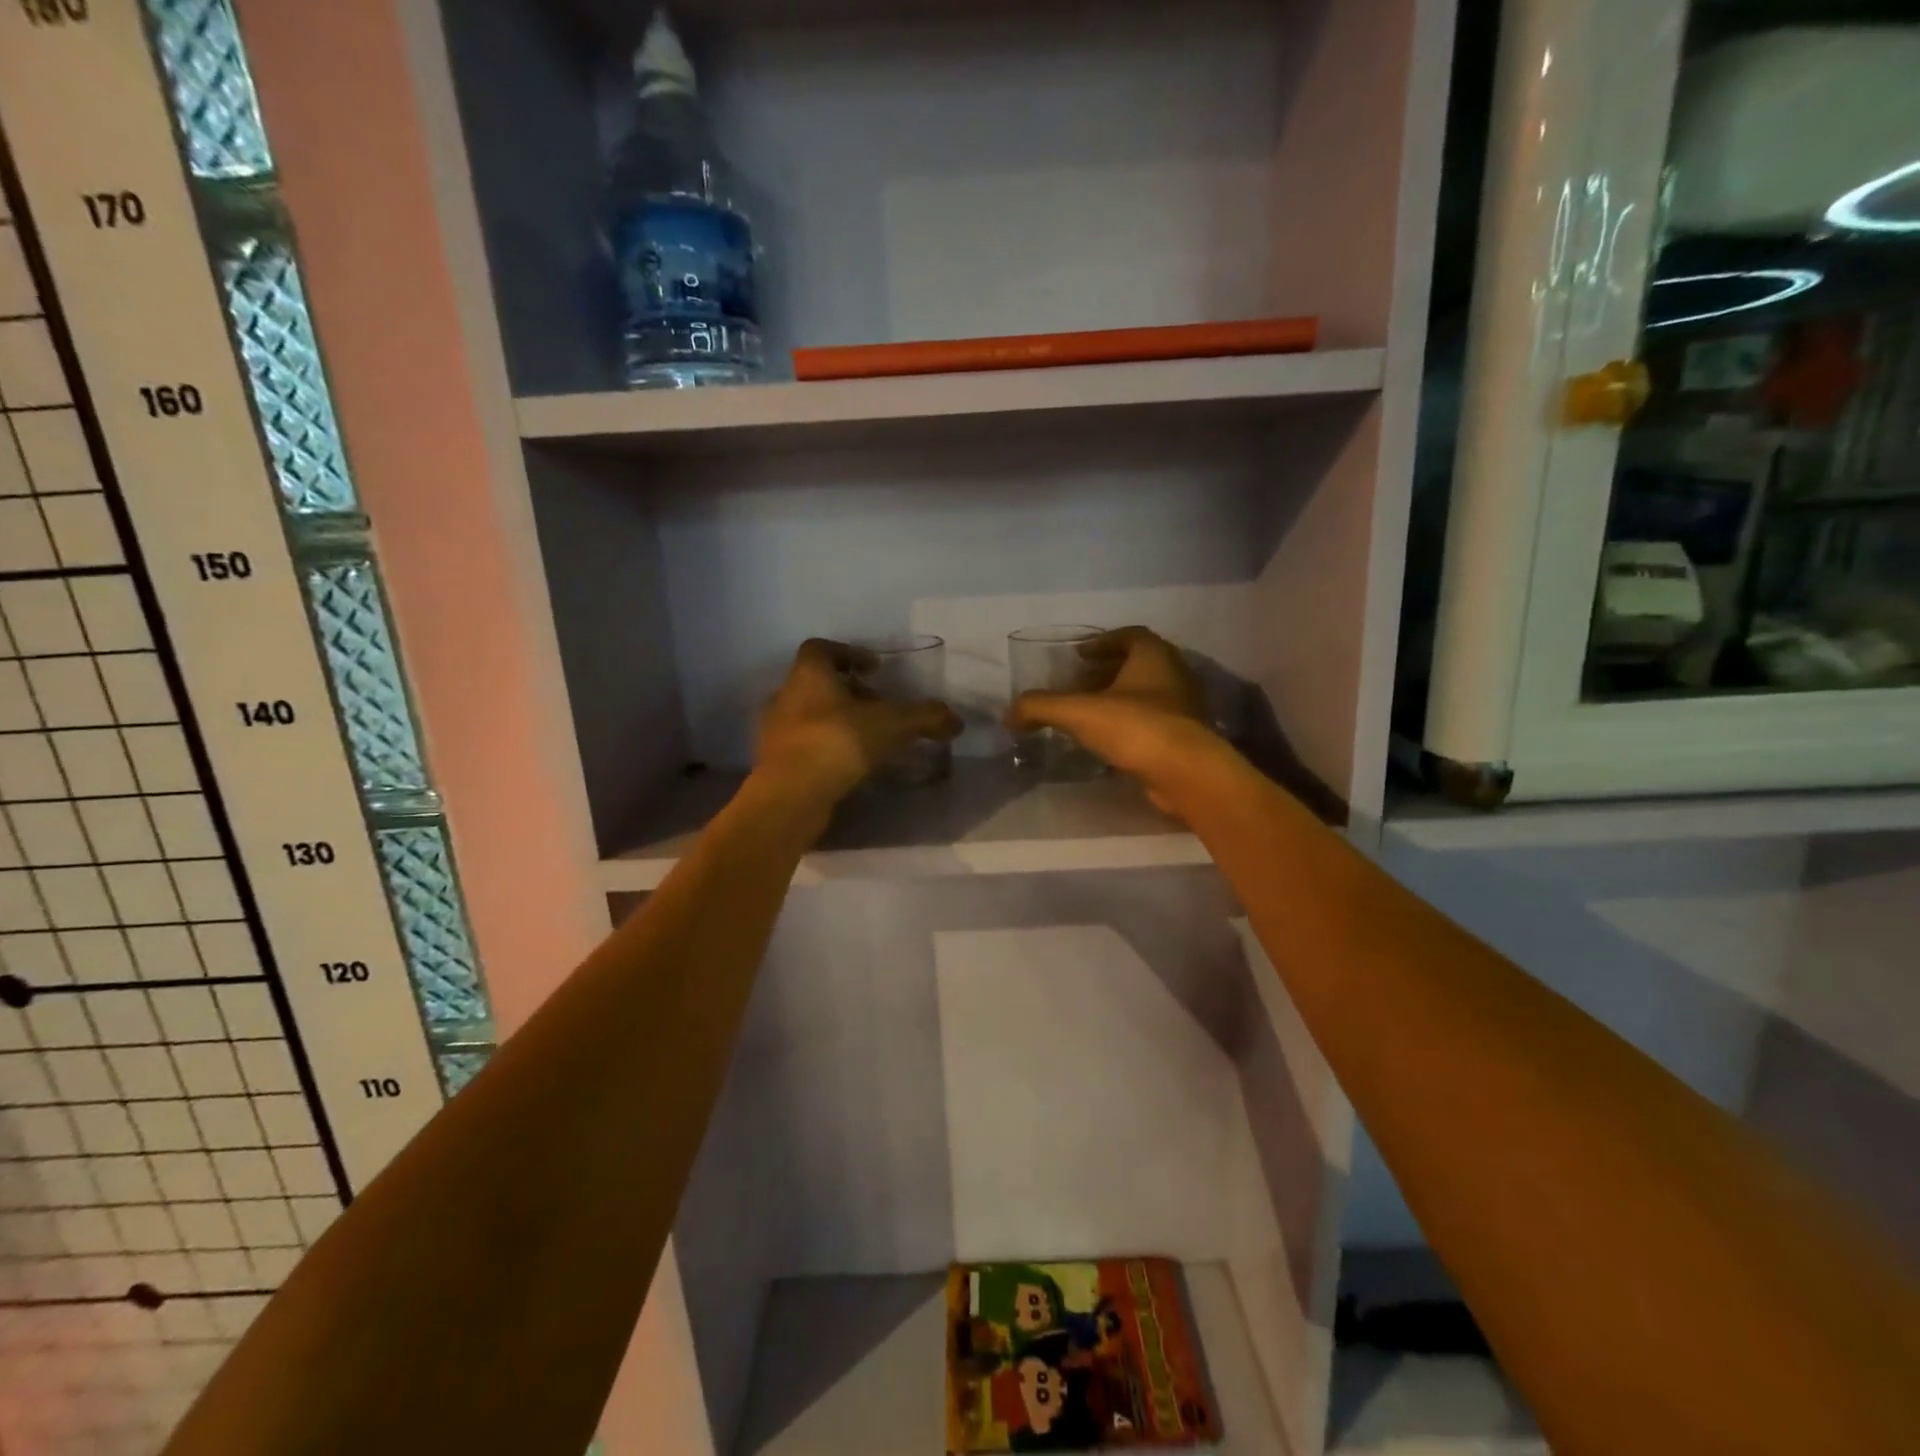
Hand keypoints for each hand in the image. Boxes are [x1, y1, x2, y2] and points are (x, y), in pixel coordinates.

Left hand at [755, 638, 961, 805]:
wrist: (791, 795)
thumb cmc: (838, 742)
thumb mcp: (891, 724)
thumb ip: (925, 717)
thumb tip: (956, 721)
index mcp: (808, 674)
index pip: (822, 649)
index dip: (851, 654)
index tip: (876, 669)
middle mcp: (786, 696)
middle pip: (818, 684)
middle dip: (851, 692)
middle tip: (880, 708)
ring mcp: (777, 731)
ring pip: (811, 716)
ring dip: (839, 722)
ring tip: (870, 739)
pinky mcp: (776, 763)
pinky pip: (806, 746)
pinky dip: (829, 749)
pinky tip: (852, 766)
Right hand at [1007, 627, 1229, 815]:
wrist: (1186, 773)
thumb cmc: (1135, 727)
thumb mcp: (1078, 712)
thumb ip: (1040, 708)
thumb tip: (1009, 715)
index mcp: (1154, 655)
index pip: (1130, 635)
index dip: (1102, 642)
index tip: (1078, 656)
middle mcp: (1175, 674)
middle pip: (1138, 664)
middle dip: (1107, 672)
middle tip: (1079, 685)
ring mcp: (1185, 707)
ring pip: (1147, 694)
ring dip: (1119, 699)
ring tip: (1089, 714)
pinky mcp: (1187, 737)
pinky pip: (1154, 721)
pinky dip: (1131, 724)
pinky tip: (1109, 742)